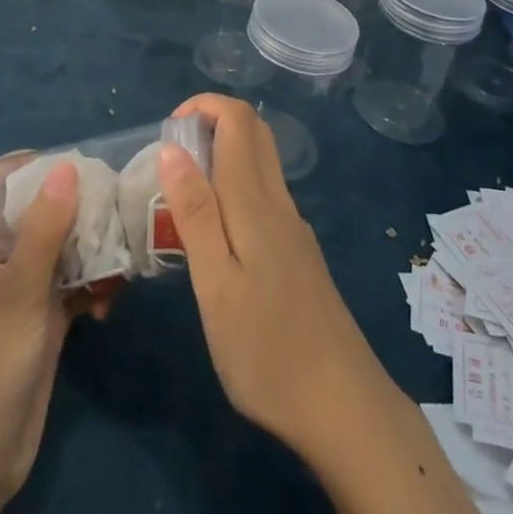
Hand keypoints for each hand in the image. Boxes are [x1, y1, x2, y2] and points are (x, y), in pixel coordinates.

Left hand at [0, 153, 110, 513]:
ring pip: (60, 246)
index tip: (62, 162)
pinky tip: (111, 303)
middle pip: (33, 208)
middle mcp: (1, 259)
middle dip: (70, 200)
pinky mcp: (45, 320)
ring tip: (119, 252)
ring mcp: (24, 290)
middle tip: (108, 199)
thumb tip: (67, 165)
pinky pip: (74, 284)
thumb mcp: (19, 289)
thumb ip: (44, 229)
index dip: (18, 163)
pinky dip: (94, 285)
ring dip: (90, 246)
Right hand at [160, 96, 495, 513]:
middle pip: (254, 131)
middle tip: (172, 159)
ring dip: (222, 154)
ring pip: (261, 162)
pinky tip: (217, 236)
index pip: (237, 119)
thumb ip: (194, 212)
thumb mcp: (216, 285)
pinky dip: (236, 185)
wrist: (344, 408)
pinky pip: (266, 193)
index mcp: (255, 202)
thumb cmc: (267, 350)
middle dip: (212, 122)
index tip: (168, 131)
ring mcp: (293, 227)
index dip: (203, 105)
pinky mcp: (299, 252)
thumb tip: (171, 147)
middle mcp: (278, 202)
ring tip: (184, 198)